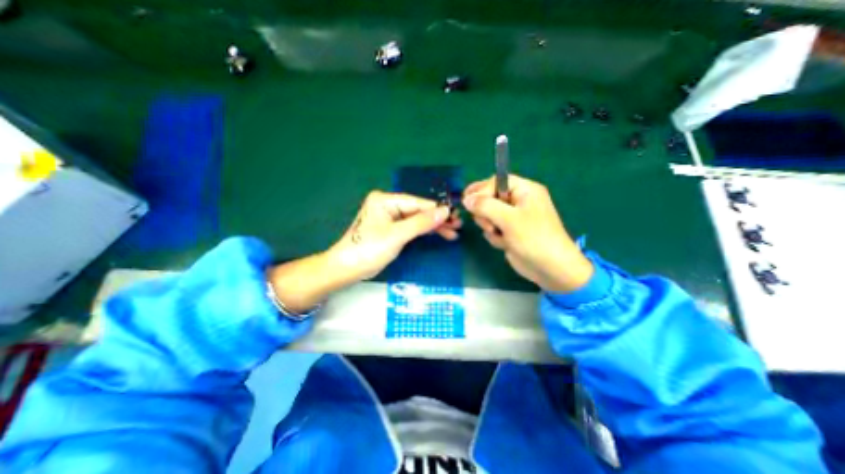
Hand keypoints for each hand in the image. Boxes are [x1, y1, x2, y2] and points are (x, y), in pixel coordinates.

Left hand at [267, 191, 458, 313]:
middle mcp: (388, 205)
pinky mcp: (391, 229)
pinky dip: (423, 232)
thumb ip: (422, 222)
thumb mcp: (397, 235)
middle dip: (437, 220)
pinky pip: (411, 228)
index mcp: (386, 200)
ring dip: (433, 227)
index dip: (437, 210)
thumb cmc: (369, 249)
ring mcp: (389, 218)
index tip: (456, 216)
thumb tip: (445, 211)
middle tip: (457, 226)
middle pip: (418, 211)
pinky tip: (438, 234)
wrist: (347, 269)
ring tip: (452, 233)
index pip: (417, 203)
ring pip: (416, 220)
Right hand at [462, 174, 592, 292]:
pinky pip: (493, 228)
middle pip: (490, 198)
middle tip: (490, 224)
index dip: (481, 191)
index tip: (469, 204)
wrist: (550, 269)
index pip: (496, 182)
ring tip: (499, 234)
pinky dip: (495, 236)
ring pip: (488, 215)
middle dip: (485, 213)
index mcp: (524, 190)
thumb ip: (485, 206)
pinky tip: (504, 244)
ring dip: (490, 226)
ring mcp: (513, 218)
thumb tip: (466, 199)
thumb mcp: (508, 219)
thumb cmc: (533, 238)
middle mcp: (518, 201)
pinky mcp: (509, 232)